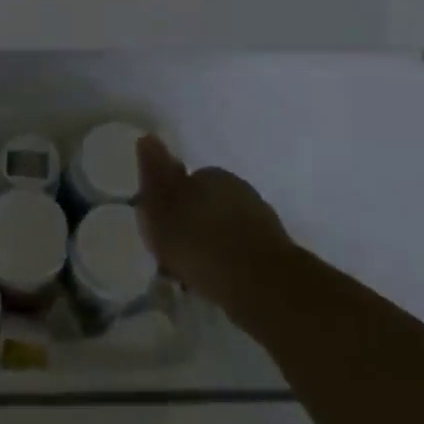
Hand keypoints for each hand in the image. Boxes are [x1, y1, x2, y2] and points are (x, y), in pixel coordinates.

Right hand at [135, 135, 294, 314]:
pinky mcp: (276, 251)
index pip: (184, 180)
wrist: (263, 286)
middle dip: (191, 223)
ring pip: (224, 228)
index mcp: (210, 174)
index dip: (169, 204)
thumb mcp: (161, 208)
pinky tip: (219, 282)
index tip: (160, 228)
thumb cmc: (200, 244)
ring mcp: (261, 219)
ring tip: (194, 274)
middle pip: (205, 203)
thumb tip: (148, 137)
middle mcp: (239, 189)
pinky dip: (229, 262)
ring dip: (211, 244)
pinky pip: (241, 251)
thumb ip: (154, 174)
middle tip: (174, 254)